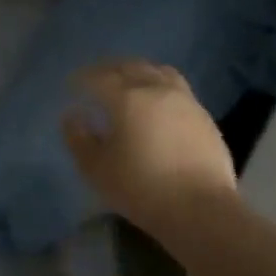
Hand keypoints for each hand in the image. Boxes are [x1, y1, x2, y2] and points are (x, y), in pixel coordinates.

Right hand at [62, 60, 236, 237]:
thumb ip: (79, 139)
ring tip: (128, 82)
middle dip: (109, 68)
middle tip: (95, 77)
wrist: (201, 209)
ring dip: (138, 71)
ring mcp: (185, 101)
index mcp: (128, 98)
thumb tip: (73, 116)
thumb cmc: (141, 189)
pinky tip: (156, 104)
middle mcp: (157, 90)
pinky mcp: (204, 116)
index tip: (71, 84)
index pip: (99, 77)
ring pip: (158, 71)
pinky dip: (159, 86)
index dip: (82, 78)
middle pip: (130, 66)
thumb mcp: (97, 170)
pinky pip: (177, 88)